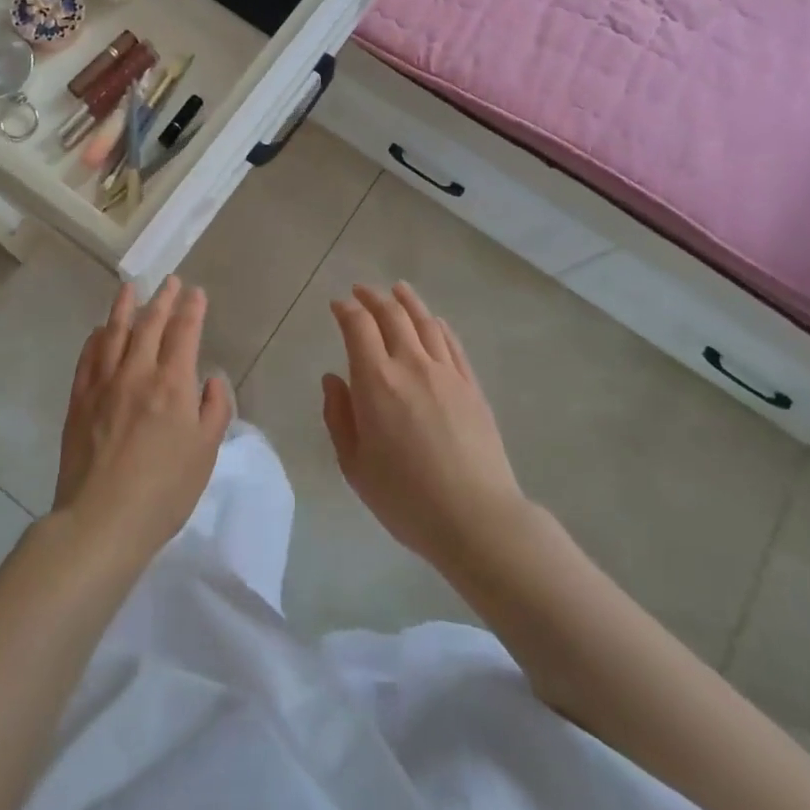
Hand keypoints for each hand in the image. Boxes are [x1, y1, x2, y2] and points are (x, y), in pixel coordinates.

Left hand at [53, 276, 232, 570]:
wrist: (102, 520)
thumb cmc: (164, 491)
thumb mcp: (206, 453)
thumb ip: (214, 409)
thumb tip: (211, 378)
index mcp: (172, 383)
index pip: (184, 332)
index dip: (191, 309)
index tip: (196, 293)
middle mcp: (137, 372)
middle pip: (150, 324)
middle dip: (162, 299)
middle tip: (169, 282)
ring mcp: (103, 384)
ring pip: (114, 333)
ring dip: (124, 307)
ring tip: (130, 288)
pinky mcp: (79, 400)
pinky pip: (88, 358)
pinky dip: (96, 338)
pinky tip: (100, 330)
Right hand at [322, 283, 527, 571]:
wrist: (476, 518)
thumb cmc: (405, 499)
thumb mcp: (355, 466)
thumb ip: (339, 417)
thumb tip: (333, 379)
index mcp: (376, 381)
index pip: (358, 326)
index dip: (345, 310)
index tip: (337, 305)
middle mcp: (411, 364)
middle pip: (391, 314)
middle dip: (372, 297)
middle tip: (361, 291)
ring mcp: (446, 372)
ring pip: (424, 321)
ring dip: (406, 301)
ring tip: (397, 290)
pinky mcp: (471, 385)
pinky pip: (451, 342)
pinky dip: (437, 324)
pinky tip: (433, 321)